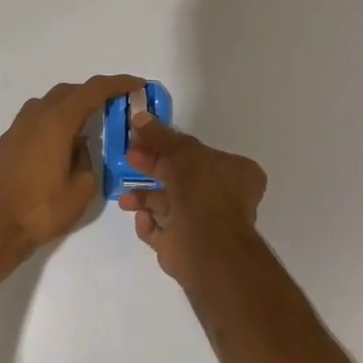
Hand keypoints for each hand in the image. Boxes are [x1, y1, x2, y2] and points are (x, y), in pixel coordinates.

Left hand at [0, 74, 144, 258]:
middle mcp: (34, 118)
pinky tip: (58, 146)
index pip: (92, 91)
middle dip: (93, 93)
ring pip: (47, 104)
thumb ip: (88, 160)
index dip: (117, 83)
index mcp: (56, 123)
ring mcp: (14, 130)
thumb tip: (81, 146)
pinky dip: (51, 122)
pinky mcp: (4, 145)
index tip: (136, 84)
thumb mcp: (81, 190)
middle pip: (67, 91)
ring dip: (69, 106)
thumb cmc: (41, 211)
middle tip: (113, 105)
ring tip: (85, 125)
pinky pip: (33, 121)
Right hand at [118, 113, 267, 285]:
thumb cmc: (203, 190)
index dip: (170, 144)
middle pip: (179, 176)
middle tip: (129, 157)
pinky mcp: (185, 246)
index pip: (200, 153)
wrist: (206, 246)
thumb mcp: (183, 151)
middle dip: (152, 167)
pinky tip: (143, 219)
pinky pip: (161, 230)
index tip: (144, 138)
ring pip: (167, 204)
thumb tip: (139, 116)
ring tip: (126, 199)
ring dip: (144, 197)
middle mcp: (223, 198)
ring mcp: (204, 224)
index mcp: (235, 173)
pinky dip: (149, 224)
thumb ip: (161, 135)